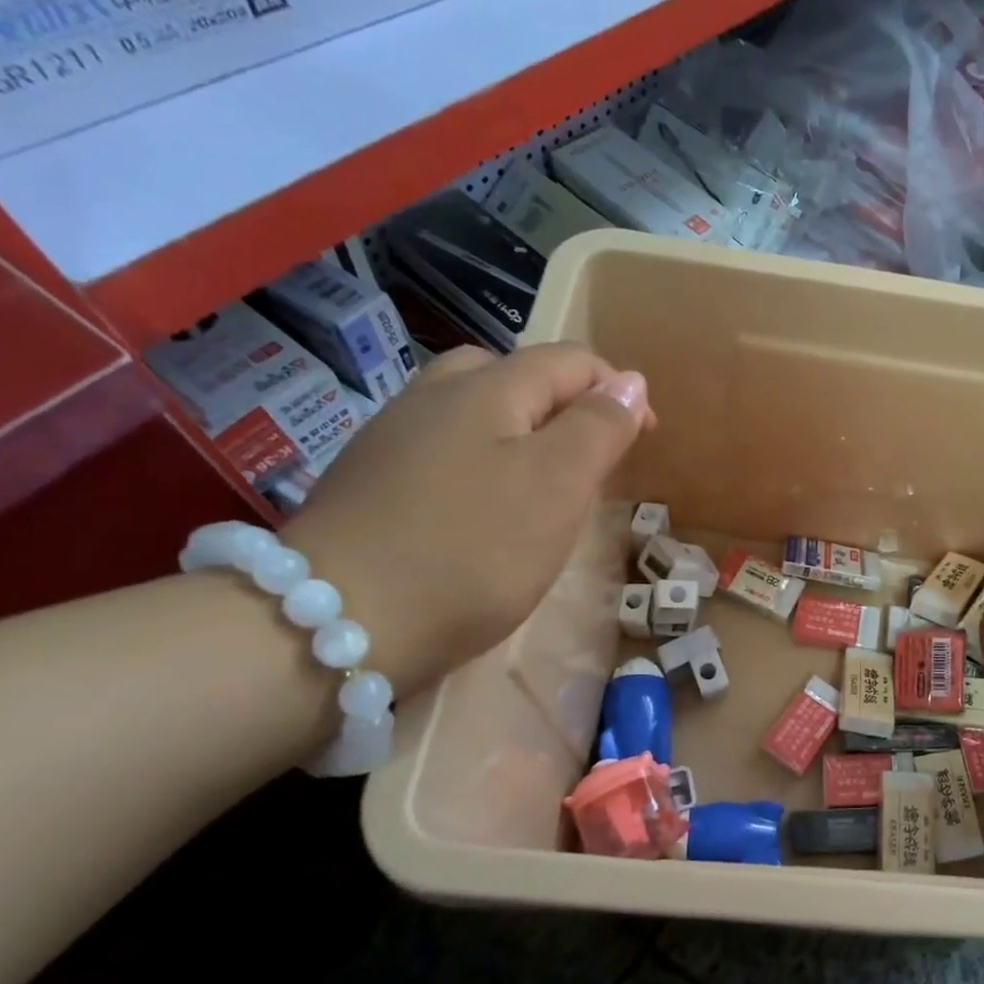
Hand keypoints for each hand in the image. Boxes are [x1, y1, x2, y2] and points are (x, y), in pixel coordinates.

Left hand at [283, 344, 652, 696]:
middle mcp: (435, 395)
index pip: (569, 362)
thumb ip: (599, 426)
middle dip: (564, 404)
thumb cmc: (473, 549)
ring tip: (542, 483)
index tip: (645, 440)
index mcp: (488, 388)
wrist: (338, 622)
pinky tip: (481, 509)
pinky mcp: (370, 480)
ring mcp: (393, 437)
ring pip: (473, 410)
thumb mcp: (558, 484)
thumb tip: (630, 381)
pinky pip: (443, 449)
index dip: (617, 391)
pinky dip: (480, 462)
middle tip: (590, 459)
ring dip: (520, 432)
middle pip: (514, 374)